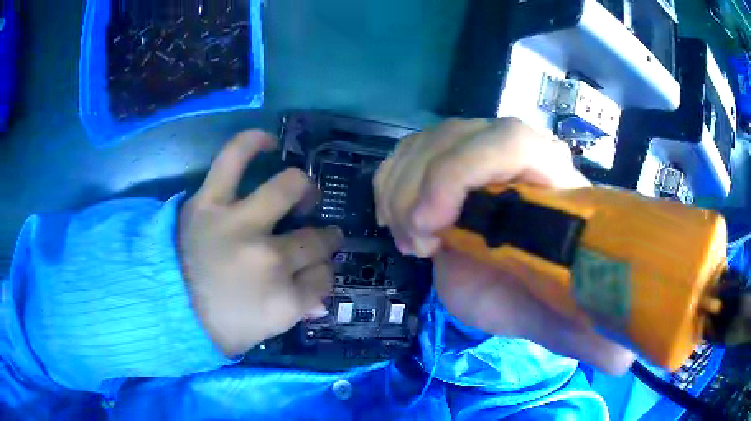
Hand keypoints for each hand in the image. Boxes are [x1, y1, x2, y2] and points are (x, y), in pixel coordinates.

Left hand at [179, 131, 342, 356]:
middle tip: (317, 236)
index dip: (322, 274)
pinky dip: (253, 143)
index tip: (314, 273)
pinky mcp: (210, 202)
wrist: (161, 310)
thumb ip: (296, 311)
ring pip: (288, 190)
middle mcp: (269, 258)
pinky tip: (269, 142)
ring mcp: (240, 224)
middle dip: (324, 239)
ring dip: (304, 191)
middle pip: (314, 240)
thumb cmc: (214, 328)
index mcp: (284, 300)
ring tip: (303, 192)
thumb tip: (320, 301)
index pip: (323, 279)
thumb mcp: (263, 331)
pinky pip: (234, 159)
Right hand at [375, 118, 635, 373]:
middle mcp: (518, 154)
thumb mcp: (565, 319)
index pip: (512, 140)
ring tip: (412, 240)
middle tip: (419, 246)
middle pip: (454, 136)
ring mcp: (479, 152)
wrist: (527, 275)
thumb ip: (593, 332)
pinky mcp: (448, 162)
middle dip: (419, 191)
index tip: (436, 229)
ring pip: (425, 141)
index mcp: (554, 182)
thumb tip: (619, 359)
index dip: (464, 172)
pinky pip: (408, 151)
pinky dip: (390, 182)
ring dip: (400, 190)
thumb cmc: (547, 295)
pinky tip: (400, 219)